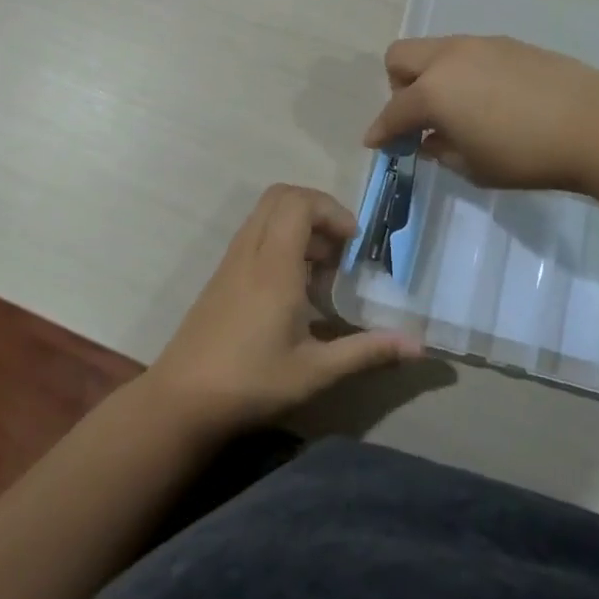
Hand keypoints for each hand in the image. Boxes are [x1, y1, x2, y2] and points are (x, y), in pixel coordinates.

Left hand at [145, 184, 422, 436]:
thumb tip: (419, 347)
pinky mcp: (222, 276)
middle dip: (317, 210)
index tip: (353, 243)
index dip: (331, 210)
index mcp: (273, 266)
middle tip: (340, 249)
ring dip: (299, 227)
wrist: (180, 401)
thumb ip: (367, 351)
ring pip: (266, 214)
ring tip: (323, 272)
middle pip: (281, 197)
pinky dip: (281, 242)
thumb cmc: (250, 383)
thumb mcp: (315, 371)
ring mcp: (231, 262)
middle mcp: (250, 252)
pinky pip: (255, 235)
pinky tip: (295, 290)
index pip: (298, 202)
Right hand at [362, 35, 598, 190]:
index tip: (377, 144)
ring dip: (431, 76)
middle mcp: (448, 59)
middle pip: (400, 58)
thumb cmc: (526, 155)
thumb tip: (429, 140)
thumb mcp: (474, 166)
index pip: (393, 111)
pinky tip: (489, 98)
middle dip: (398, 88)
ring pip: (435, 50)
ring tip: (458, 108)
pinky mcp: (507, 43)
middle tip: (420, 118)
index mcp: (433, 92)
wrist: (592, 122)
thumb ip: (442, 151)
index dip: (381, 131)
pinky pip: (467, 52)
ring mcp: (479, 45)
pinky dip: (462, 72)